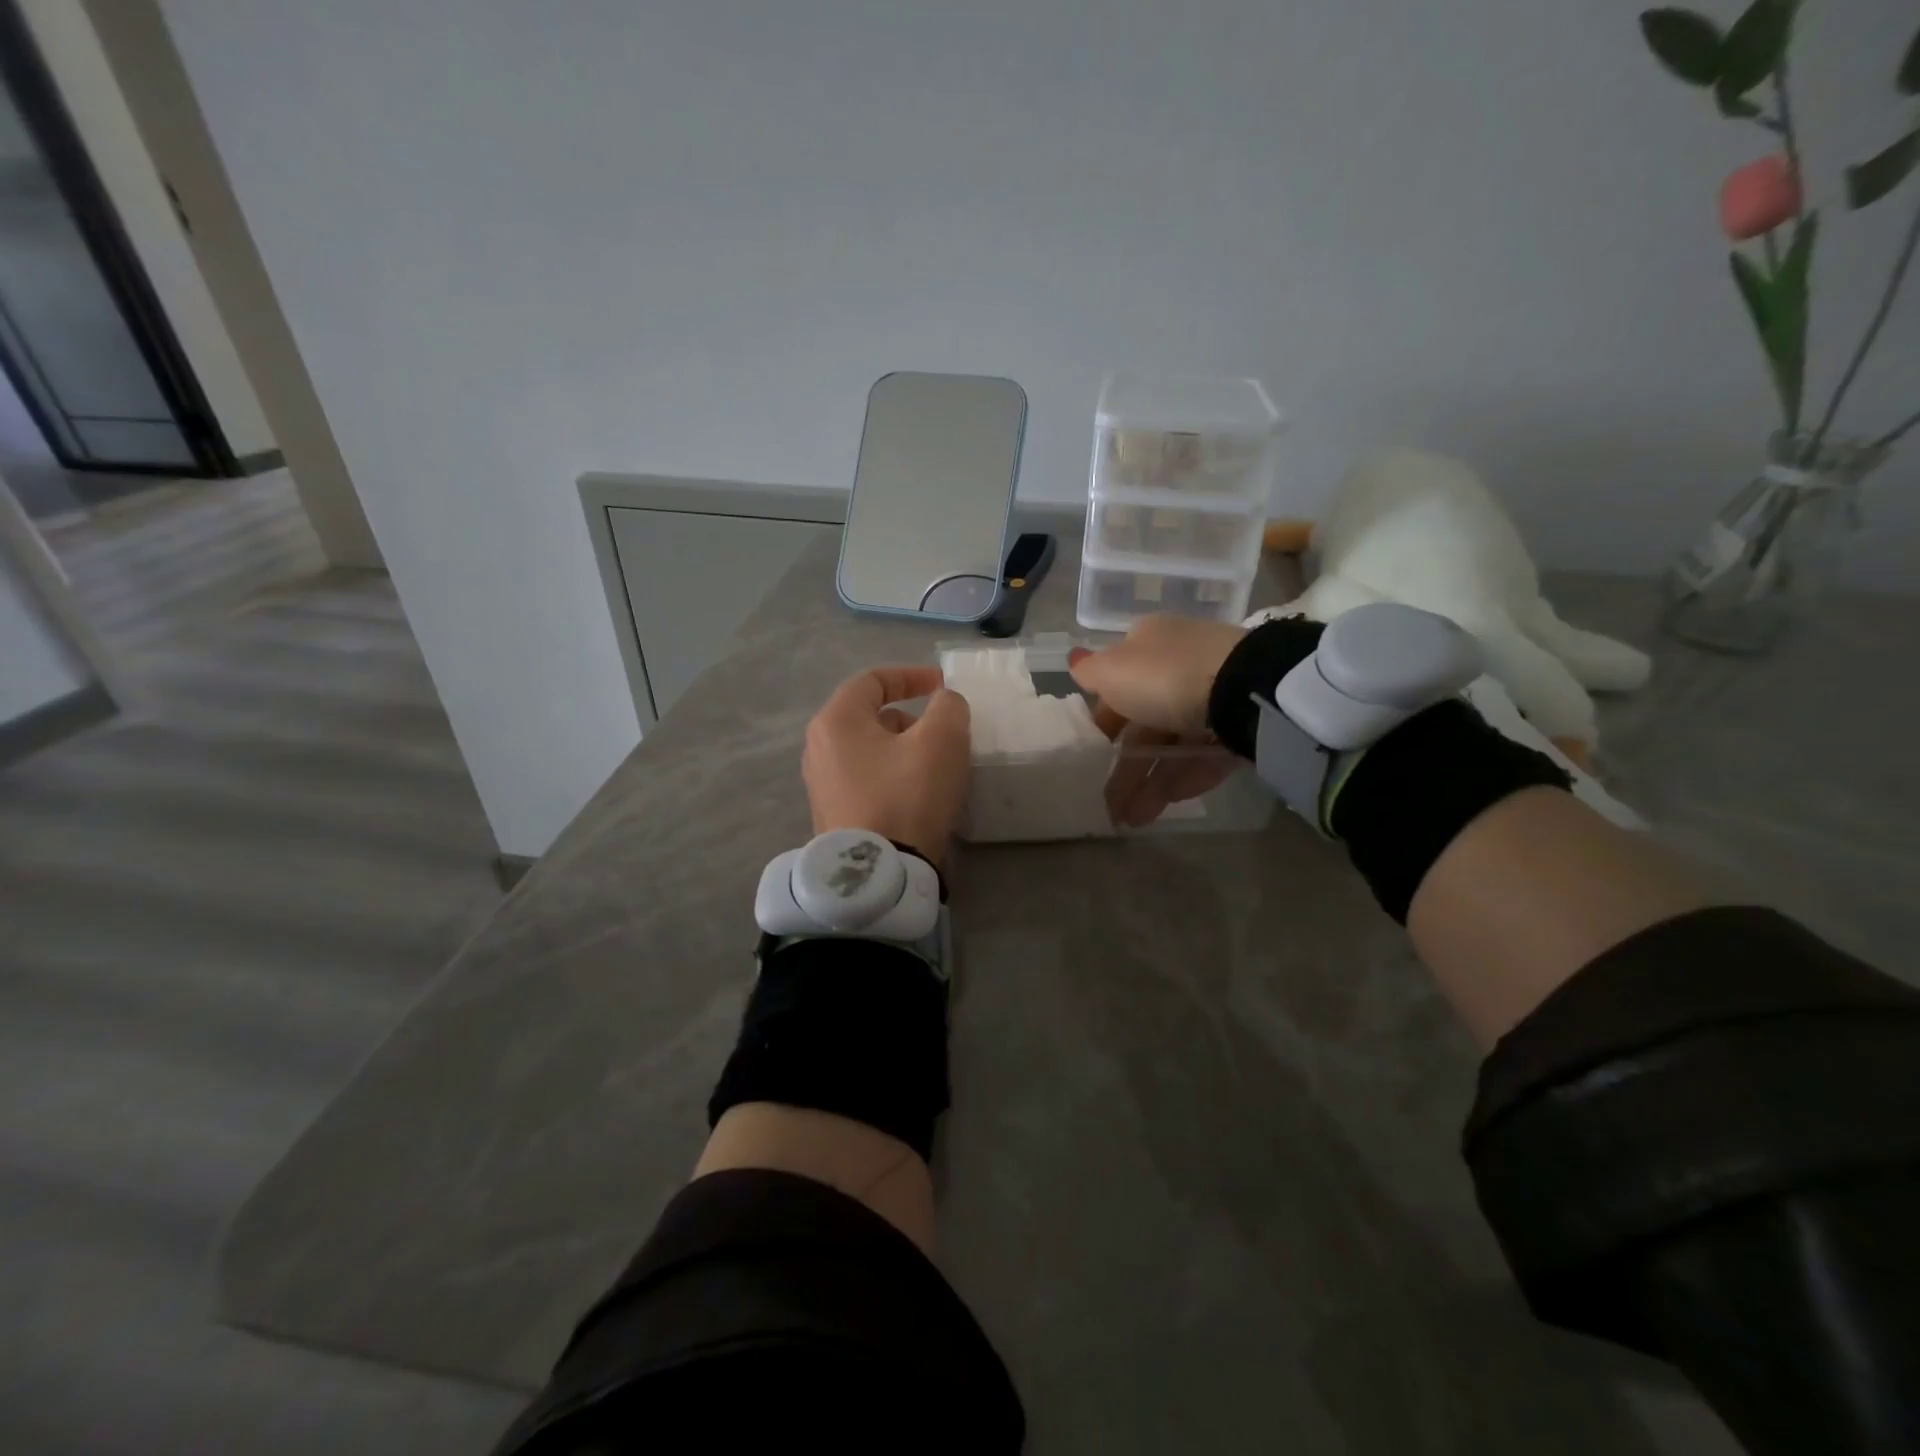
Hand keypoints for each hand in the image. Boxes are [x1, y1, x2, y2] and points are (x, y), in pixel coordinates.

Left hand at [803, 666, 971, 865]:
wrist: (878, 875)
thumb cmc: (907, 796)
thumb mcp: (942, 740)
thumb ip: (948, 707)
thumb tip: (942, 703)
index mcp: (836, 721)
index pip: (873, 680)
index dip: (911, 676)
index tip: (943, 687)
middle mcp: (819, 748)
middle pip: (870, 717)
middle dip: (911, 719)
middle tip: (943, 737)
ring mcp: (822, 786)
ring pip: (870, 751)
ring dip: (904, 751)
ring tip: (936, 770)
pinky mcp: (833, 816)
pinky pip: (867, 781)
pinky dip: (893, 778)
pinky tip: (918, 799)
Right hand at [1068, 616, 1247, 827]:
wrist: (1243, 690)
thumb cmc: (1163, 676)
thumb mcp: (1112, 671)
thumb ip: (1090, 672)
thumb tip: (1074, 659)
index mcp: (1149, 645)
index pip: (1118, 682)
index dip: (1102, 719)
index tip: (1090, 752)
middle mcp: (1179, 667)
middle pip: (1144, 721)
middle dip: (1124, 765)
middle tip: (1107, 803)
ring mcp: (1212, 699)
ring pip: (1172, 744)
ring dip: (1148, 782)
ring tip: (1130, 819)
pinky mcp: (1238, 727)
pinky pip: (1203, 755)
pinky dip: (1183, 779)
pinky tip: (1165, 804)